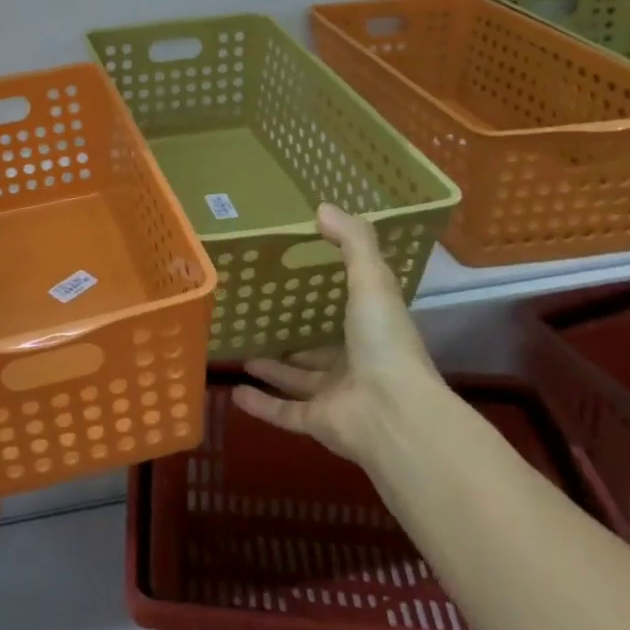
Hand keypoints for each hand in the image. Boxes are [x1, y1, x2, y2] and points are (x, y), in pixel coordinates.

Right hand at [231, 203, 446, 469]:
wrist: (395, 416)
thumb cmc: (384, 343)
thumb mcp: (372, 281)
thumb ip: (352, 242)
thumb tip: (322, 207)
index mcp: (373, 329)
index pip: (351, 308)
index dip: (329, 292)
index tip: (299, 274)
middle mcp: (357, 362)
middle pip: (322, 349)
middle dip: (296, 337)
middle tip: (263, 318)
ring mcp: (338, 396)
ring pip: (300, 381)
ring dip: (274, 369)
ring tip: (243, 353)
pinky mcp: (319, 422)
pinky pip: (285, 412)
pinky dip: (261, 405)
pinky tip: (234, 392)